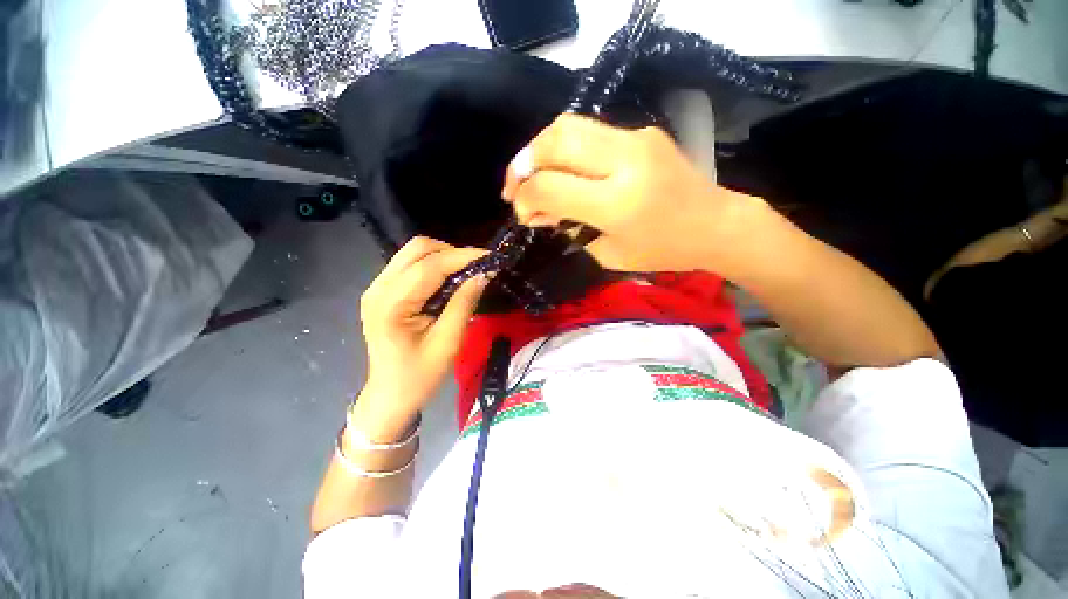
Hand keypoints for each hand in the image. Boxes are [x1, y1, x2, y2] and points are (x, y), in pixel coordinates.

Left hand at [355, 237, 488, 439]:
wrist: (390, 395)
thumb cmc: (420, 376)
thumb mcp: (448, 342)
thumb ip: (464, 303)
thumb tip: (484, 274)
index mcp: (391, 304)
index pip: (430, 265)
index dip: (463, 257)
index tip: (491, 257)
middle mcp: (378, 288)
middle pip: (417, 249)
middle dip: (452, 253)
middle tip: (478, 268)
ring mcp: (377, 288)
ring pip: (414, 253)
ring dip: (444, 257)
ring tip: (467, 273)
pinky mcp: (383, 291)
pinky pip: (410, 265)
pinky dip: (434, 266)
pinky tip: (449, 281)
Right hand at [502, 113, 759, 272]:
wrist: (715, 223)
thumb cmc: (663, 251)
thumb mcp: (609, 254)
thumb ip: (570, 230)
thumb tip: (541, 211)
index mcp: (617, 202)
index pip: (550, 185)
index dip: (525, 198)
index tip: (522, 214)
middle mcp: (624, 160)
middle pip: (554, 142)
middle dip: (522, 164)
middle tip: (514, 188)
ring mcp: (636, 138)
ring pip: (568, 125)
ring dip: (539, 149)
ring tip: (530, 175)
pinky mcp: (642, 132)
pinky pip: (590, 132)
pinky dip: (565, 149)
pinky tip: (563, 169)